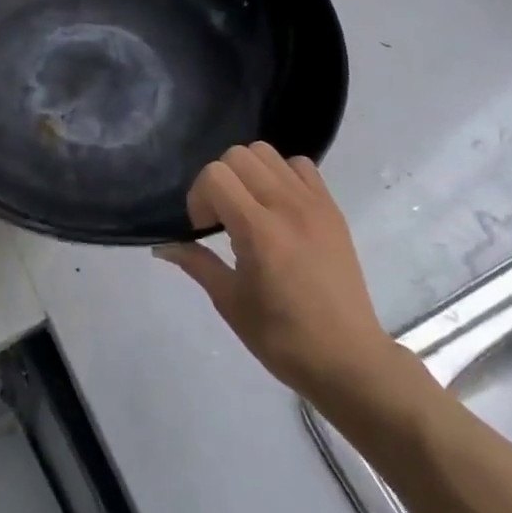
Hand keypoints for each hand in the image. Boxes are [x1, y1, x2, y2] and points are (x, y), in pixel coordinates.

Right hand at [156, 143, 426, 435]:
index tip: (202, 228)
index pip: (215, 175)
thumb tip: (163, 246)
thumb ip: (196, 263)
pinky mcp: (332, 209)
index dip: (199, 196)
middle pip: (238, 155)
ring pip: (267, 153)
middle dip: (219, 180)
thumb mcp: (230, 302)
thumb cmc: (282, 338)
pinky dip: (281, 175)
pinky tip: (278, 207)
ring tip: (249, 208)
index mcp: (258, 231)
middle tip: (222, 217)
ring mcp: (313, 203)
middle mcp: (286, 206)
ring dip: (248, 173)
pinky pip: (300, 166)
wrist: (347, 359)